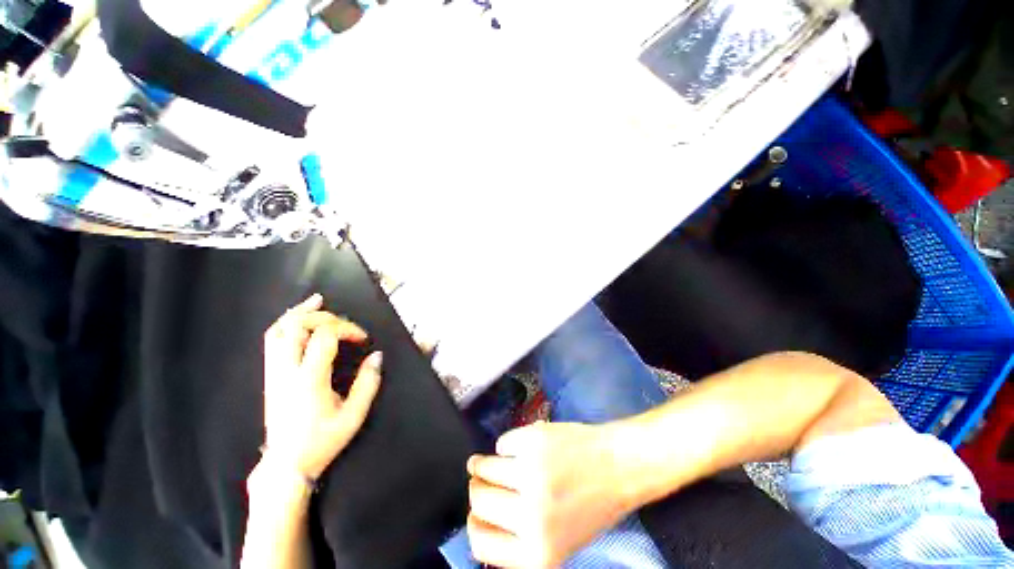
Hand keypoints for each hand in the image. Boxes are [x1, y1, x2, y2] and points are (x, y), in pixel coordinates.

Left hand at [262, 294, 381, 481]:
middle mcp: (287, 371)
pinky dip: (286, 323)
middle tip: (346, 326)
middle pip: (299, 326)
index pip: (324, 337)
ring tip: (319, 301)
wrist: (286, 464)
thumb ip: (368, 383)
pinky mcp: (270, 375)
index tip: (363, 339)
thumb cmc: (322, 441)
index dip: (347, 329)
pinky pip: (272, 340)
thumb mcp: (354, 416)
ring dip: (300, 313)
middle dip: (327, 317)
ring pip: (280, 329)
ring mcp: (274, 372)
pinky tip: (298, 316)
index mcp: (309, 380)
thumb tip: (377, 355)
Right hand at [466, 421, 634, 568]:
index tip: (477, 512)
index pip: (480, 544)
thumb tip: (481, 520)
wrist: (618, 465)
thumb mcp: (557, 542)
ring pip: (484, 467)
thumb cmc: (591, 505)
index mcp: (537, 553)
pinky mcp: (533, 441)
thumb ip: (519, 541)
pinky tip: (520, 447)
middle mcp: (531, 517)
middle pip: (478, 499)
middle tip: (484, 478)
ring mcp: (531, 474)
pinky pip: (502, 442)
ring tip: (492, 460)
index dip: (476, 524)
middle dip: (478, 487)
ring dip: (484, 463)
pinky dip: (507, 444)